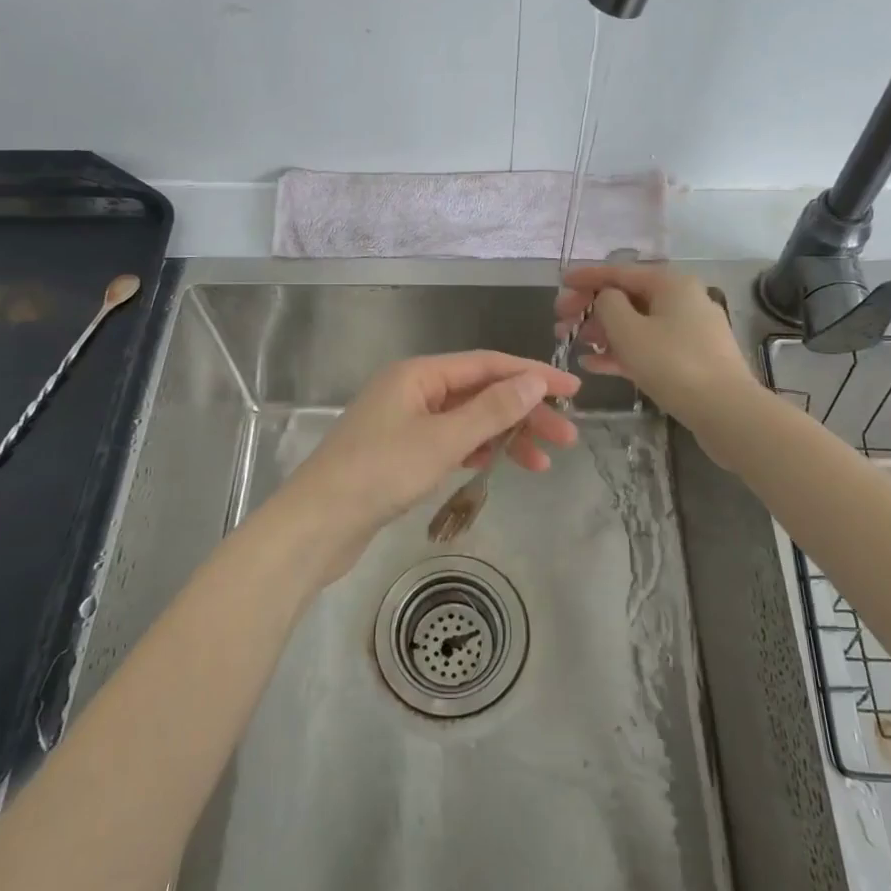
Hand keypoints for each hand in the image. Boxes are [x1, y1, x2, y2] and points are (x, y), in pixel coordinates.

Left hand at [279, 351, 580, 580]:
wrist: (317, 524)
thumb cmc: (380, 473)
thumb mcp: (443, 440)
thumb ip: (491, 410)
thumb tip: (535, 380)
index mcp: (419, 374)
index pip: (487, 365)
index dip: (533, 375)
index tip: (573, 391)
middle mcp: (412, 390)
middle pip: (480, 392)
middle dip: (524, 412)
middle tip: (567, 437)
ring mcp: (405, 423)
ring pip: (467, 420)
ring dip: (505, 436)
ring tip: (543, 463)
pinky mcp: (401, 454)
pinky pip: (451, 442)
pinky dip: (477, 452)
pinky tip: (500, 466)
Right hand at [555, 265, 756, 437]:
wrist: (726, 411)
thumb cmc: (672, 363)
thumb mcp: (628, 330)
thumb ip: (607, 305)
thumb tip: (606, 298)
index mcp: (670, 283)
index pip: (619, 271)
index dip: (586, 276)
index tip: (560, 282)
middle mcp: (682, 299)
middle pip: (627, 298)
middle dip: (590, 309)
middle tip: (561, 323)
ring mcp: (688, 330)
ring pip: (636, 324)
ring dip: (602, 332)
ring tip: (574, 346)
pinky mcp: (689, 358)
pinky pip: (648, 347)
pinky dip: (621, 352)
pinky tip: (593, 365)